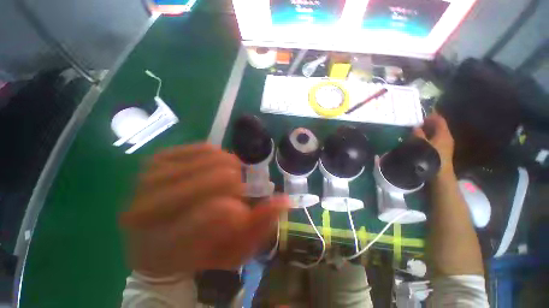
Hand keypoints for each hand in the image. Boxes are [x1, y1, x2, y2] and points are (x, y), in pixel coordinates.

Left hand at [120, 144, 288, 276]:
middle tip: (236, 193)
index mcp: (166, 244)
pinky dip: (218, 155)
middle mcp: (149, 208)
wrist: (156, 242)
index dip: (239, 209)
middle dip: (236, 186)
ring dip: (230, 169)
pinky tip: (217, 166)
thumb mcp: (232, 250)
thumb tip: (283, 201)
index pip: (215, 213)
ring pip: (211, 159)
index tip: (242, 210)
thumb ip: (258, 225)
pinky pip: (203, 148)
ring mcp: (150, 178)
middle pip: (214, 180)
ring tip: (228, 180)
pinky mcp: (158, 159)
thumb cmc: (196, 251)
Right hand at [413, 113, 454, 175]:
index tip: (418, 117)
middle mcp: (447, 137)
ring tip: (415, 133)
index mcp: (443, 134)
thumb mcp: (421, 145)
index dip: (430, 116)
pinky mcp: (442, 151)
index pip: (439, 120)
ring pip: (436, 134)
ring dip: (427, 132)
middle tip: (414, 124)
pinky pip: (435, 140)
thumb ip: (418, 135)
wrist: (439, 176)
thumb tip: (415, 127)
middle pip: (438, 126)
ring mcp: (445, 145)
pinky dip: (428, 139)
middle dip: (427, 124)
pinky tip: (419, 142)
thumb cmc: (430, 158)